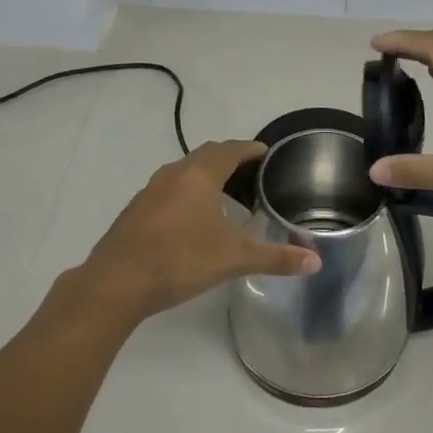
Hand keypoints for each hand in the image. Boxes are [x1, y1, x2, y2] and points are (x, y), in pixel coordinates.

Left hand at [75, 140, 320, 324]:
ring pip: (184, 173)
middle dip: (229, 161)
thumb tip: (316, 260)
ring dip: (206, 178)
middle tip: (251, 175)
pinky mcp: (135, 211)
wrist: (115, 283)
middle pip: (206, 156)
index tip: (265, 153)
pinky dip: (187, 194)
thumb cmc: (180, 260)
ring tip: (226, 199)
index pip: (230, 150)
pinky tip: (193, 221)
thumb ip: (276, 258)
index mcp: (199, 175)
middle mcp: (173, 174)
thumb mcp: (234, 258)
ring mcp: (149, 191)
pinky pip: (168, 190)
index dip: (250, 149)